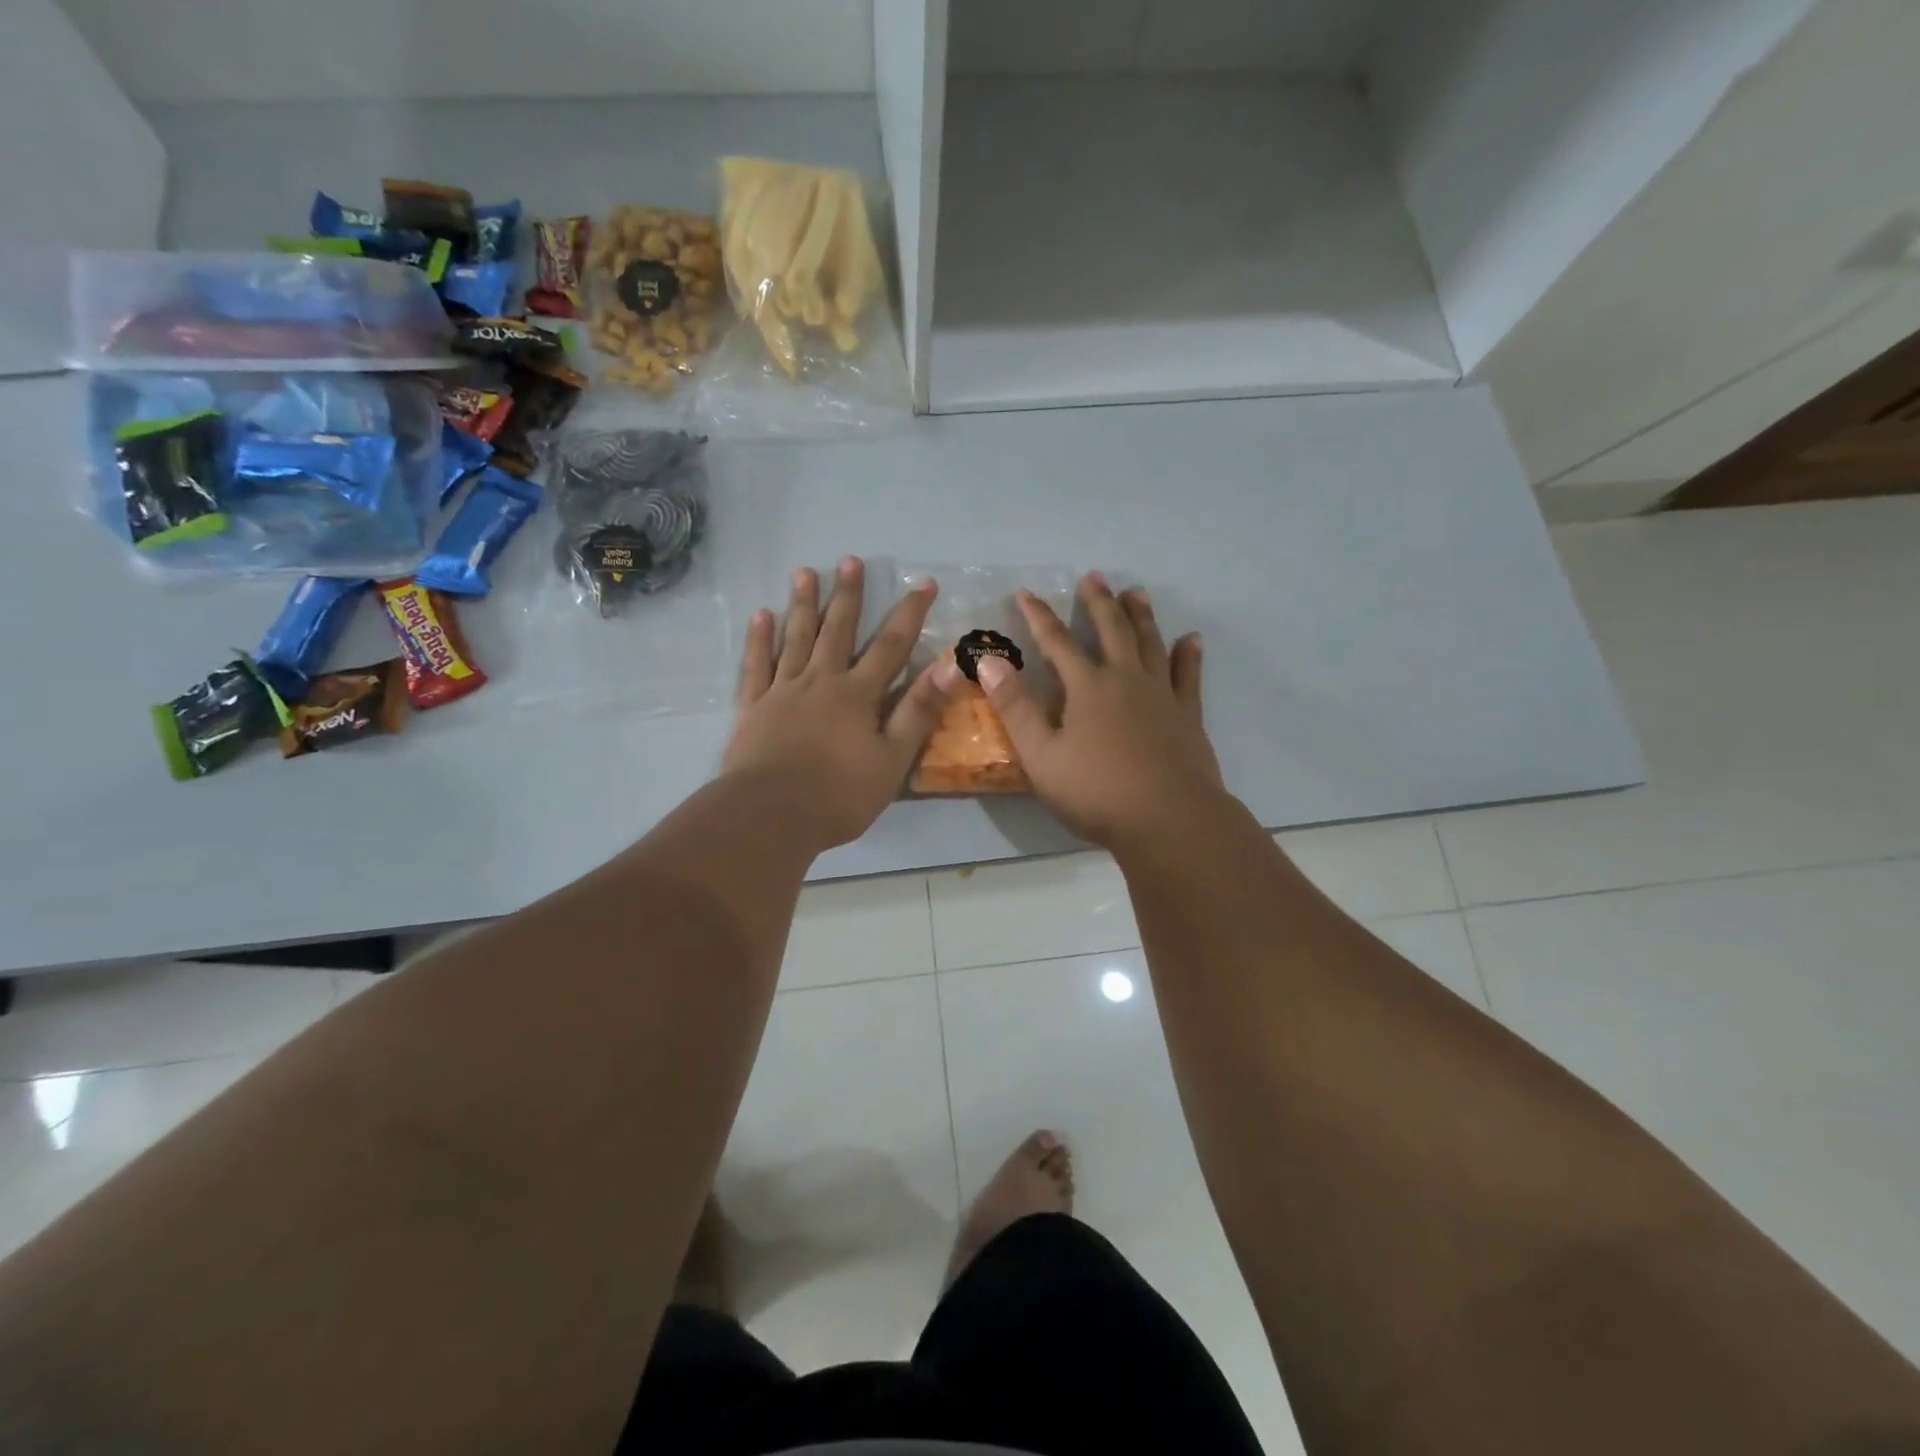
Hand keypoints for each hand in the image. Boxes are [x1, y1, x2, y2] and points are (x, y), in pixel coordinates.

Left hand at [724, 557, 961, 851]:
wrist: (771, 814)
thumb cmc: (839, 794)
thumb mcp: (893, 758)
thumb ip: (919, 710)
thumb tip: (949, 666)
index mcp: (858, 694)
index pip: (891, 646)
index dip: (909, 614)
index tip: (923, 584)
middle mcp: (821, 681)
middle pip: (837, 631)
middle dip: (847, 596)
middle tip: (850, 561)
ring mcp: (783, 691)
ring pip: (795, 638)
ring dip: (802, 604)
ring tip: (805, 573)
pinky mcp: (753, 707)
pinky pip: (756, 665)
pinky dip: (759, 639)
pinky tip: (761, 616)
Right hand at [977, 572, 1223, 848]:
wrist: (1169, 819)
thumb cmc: (1096, 791)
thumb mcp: (1041, 754)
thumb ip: (1016, 707)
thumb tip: (989, 661)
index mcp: (1087, 687)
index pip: (1056, 642)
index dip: (1039, 616)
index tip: (1027, 593)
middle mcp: (1126, 679)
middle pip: (1111, 630)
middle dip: (1099, 602)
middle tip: (1094, 577)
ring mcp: (1161, 695)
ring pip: (1150, 643)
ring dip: (1141, 616)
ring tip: (1136, 593)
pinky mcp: (1187, 715)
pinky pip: (1188, 675)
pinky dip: (1188, 655)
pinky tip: (1191, 639)